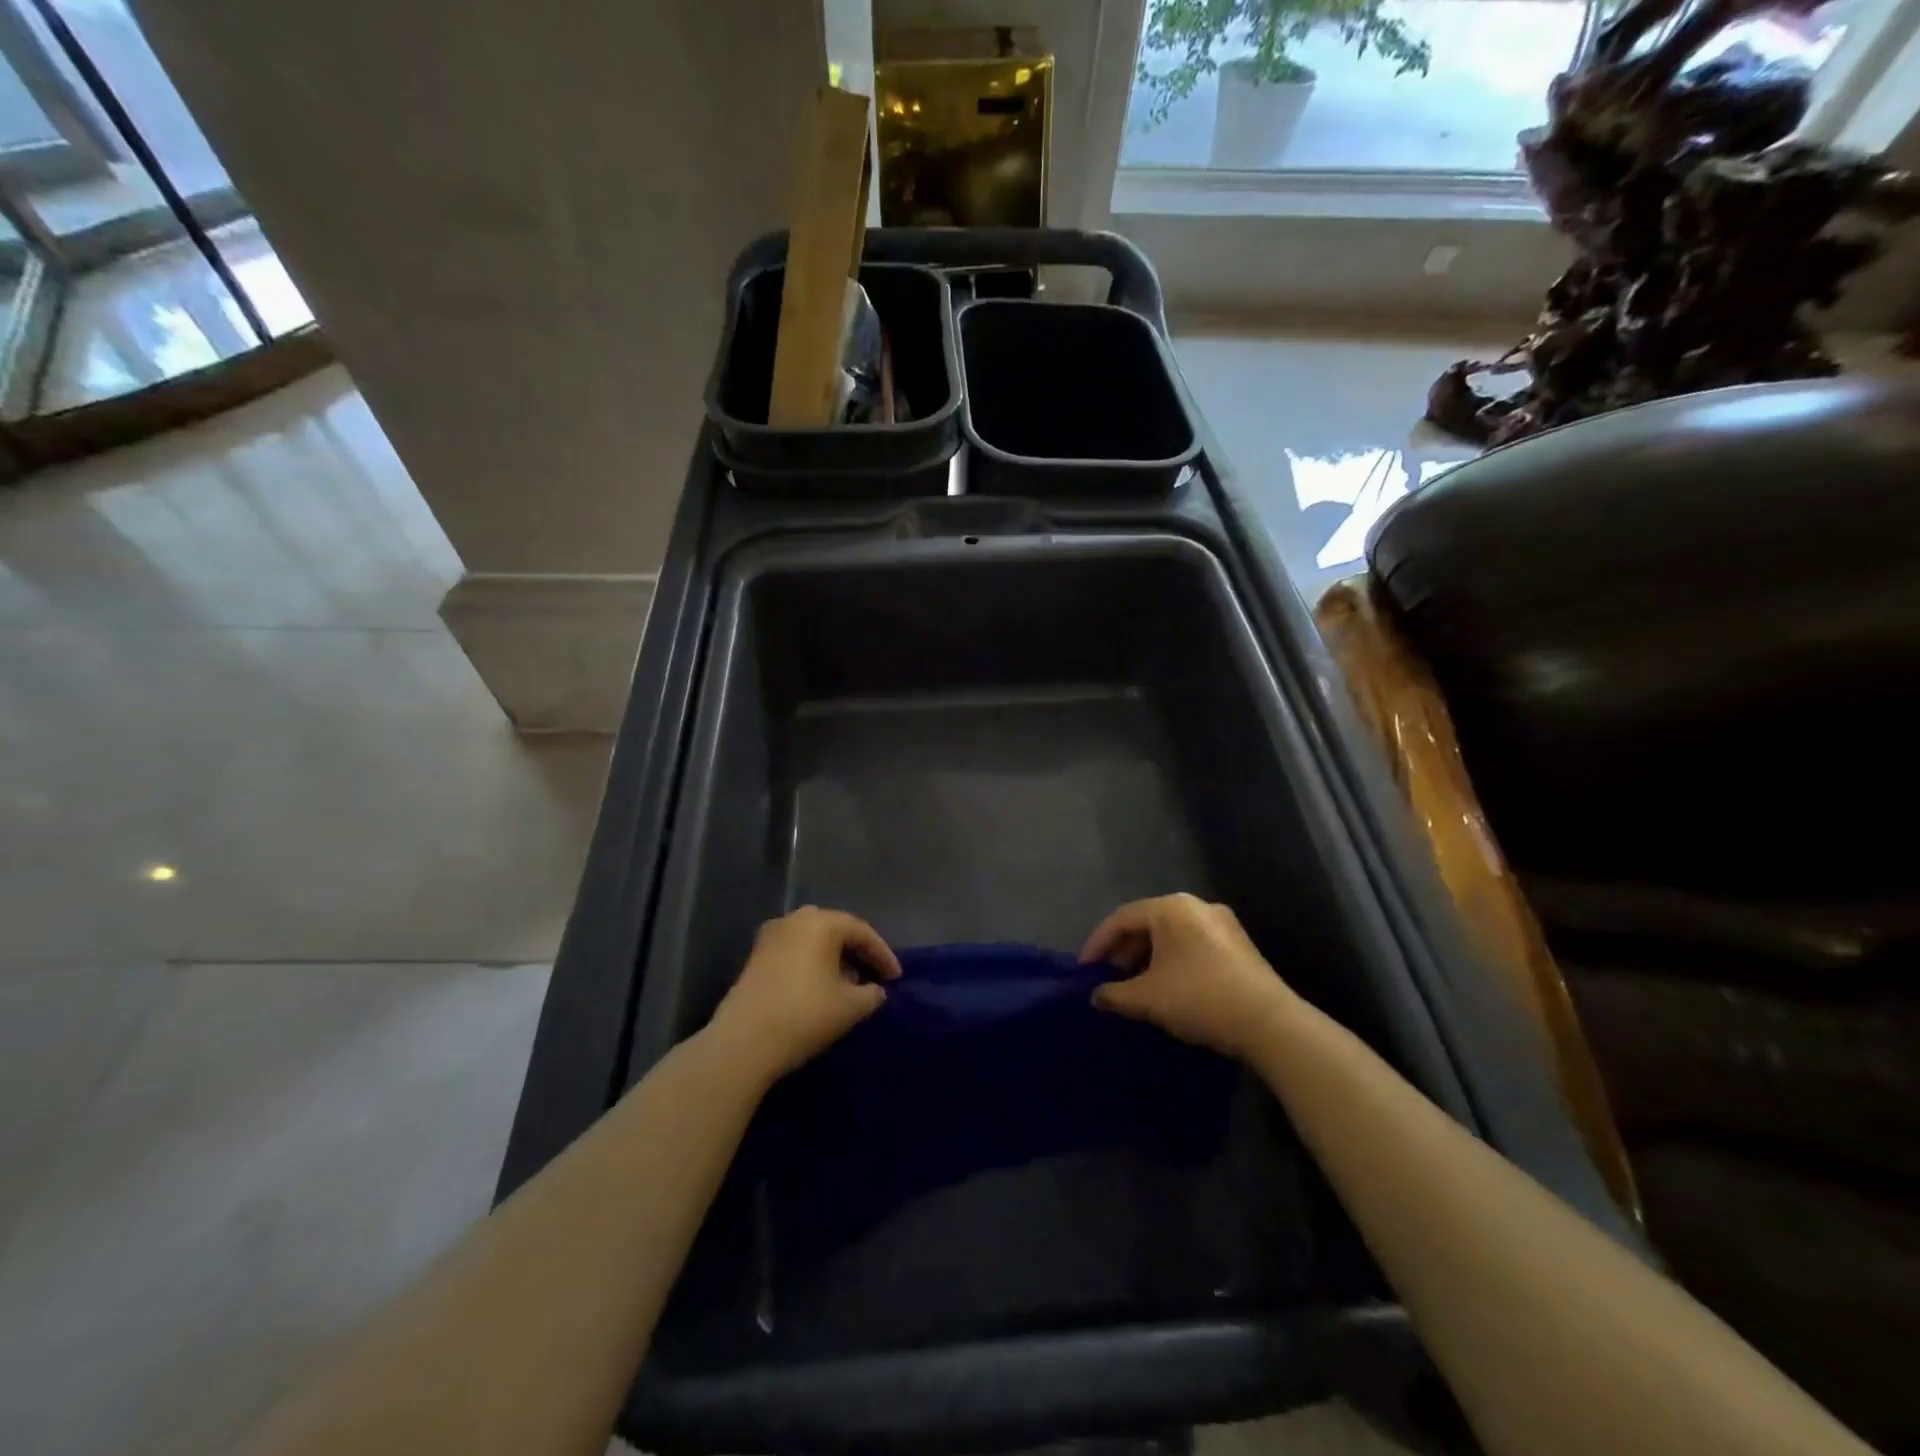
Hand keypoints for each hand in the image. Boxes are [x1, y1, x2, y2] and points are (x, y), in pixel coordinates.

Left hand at [709, 906, 900, 1080]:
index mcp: (821, 923)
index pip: (862, 932)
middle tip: (873, 973)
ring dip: (833, 957)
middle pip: (835, 929)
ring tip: (848, 981)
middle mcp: (795, 920)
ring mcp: (771, 936)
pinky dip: (811, 963)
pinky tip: (819, 986)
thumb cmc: (805, 1015)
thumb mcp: (850, 1007)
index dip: (883, 954)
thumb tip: (875, 990)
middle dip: (857, 951)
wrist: (744, 1042)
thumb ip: (871, 994)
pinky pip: (794, 951)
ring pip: (812, 939)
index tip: (897, 978)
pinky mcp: (755, 957)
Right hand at [1081, 894, 1295, 1060]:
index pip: (1121, 918)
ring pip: (1171, 934)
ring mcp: (1221, 923)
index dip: (1098, 944)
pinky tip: (1167, 986)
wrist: (1269, 1023)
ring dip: (1147, 957)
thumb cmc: (1199, 998)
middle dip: (1123, 951)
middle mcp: (1196, 905)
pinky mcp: (1238, 944)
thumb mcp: (1148, 998)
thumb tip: (1096, 996)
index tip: (1084, 970)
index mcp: (1170, 908)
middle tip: (1109, 977)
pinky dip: (1172, 960)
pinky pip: (1192, 944)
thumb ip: (1115, 994)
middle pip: (1147, 923)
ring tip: (1135, 985)